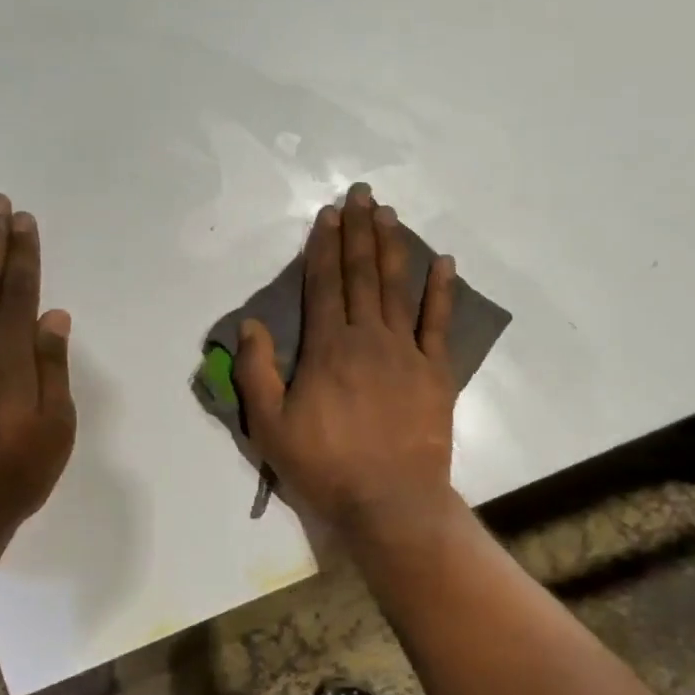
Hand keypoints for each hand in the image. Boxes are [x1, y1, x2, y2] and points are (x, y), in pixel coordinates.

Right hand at [235, 183, 457, 534]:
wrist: (390, 501)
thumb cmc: (325, 466)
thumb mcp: (270, 427)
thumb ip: (256, 372)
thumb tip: (250, 324)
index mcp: (328, 348)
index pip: (324, 285)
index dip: (324, 247)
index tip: (328, 214)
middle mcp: (368, 338)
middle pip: (361, 275)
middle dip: (358, 232)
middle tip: (360, 194)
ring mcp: (407, 352)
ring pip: (397, 288)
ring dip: (391, 247)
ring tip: (388, 213)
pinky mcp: (436, 371)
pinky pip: (439, 323)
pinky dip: (441, 290)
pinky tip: (444, 261)